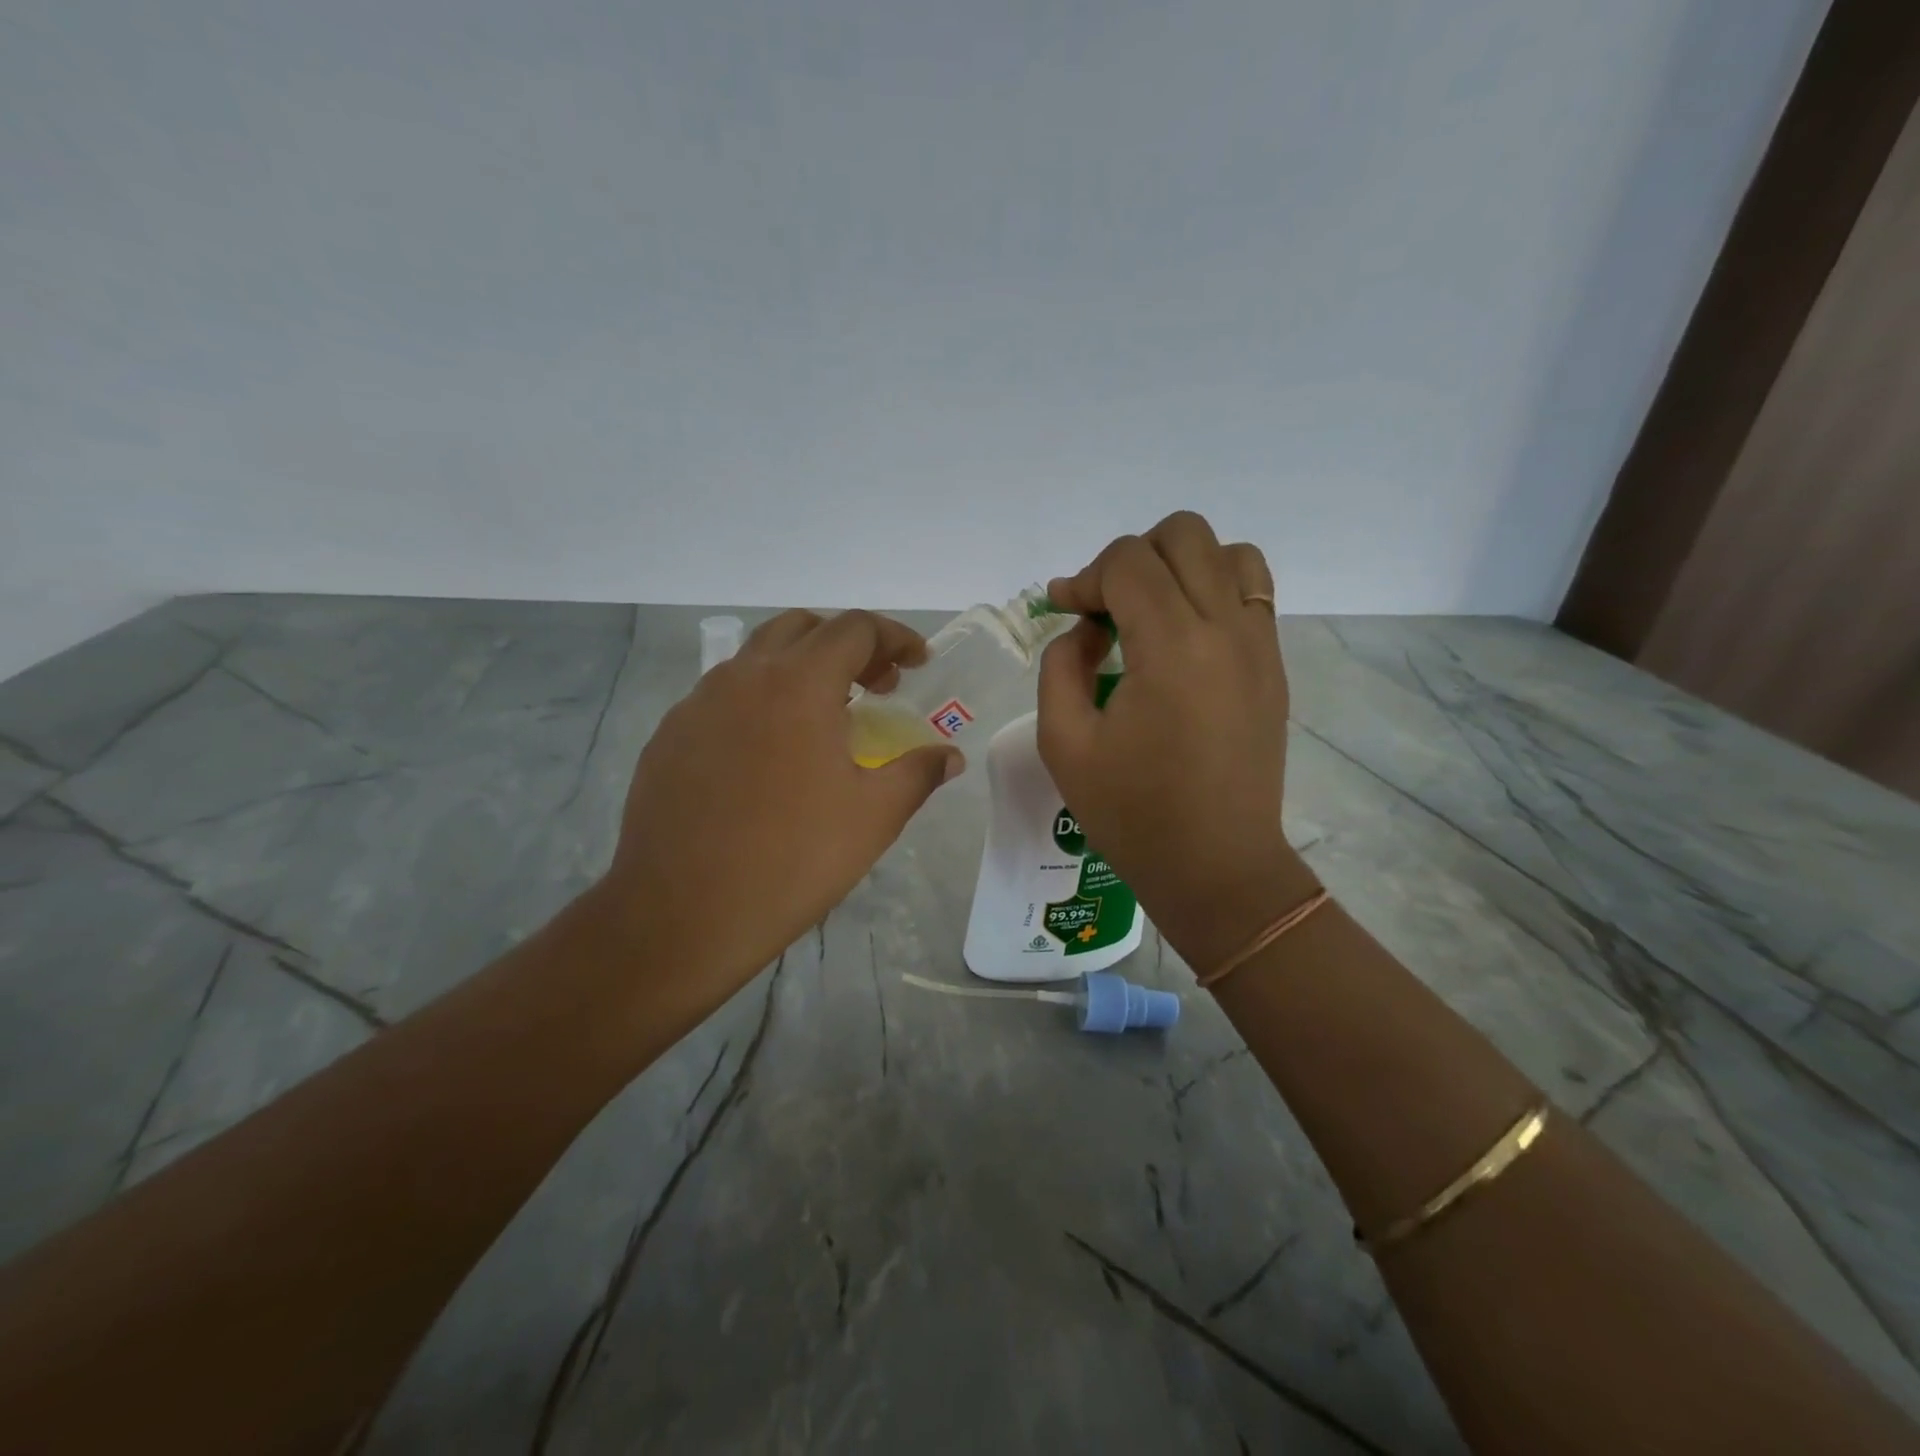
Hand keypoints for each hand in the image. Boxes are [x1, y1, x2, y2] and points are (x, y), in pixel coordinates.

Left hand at [592, 610, 961, 1017]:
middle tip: (876, 686)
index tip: (917, 663)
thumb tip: (949, 757)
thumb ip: (918, 773)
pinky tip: (768, 753)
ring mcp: (697, 704)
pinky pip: (722, 696)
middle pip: (802, 629)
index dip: (894, 637)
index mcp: (798, 685)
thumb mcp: (874, 817)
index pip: (854, 628)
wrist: (682, 914)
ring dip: (800, 668)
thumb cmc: (793, 860)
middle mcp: (743, 677)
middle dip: (848, 645)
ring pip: (756, 658)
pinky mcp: (669, 736)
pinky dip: (759, 700)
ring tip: (825, 717)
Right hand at [1038, 512, 1316, 972]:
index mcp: (1172, 647)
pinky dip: (1214, 590)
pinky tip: (1183, 638)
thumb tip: (1086, 628)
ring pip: (1229, 553)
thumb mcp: (1063, 743)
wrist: (1216, 868)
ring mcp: (1259, 645)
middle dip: (1131, 558)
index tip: (1064, 611)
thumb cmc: (1132, 814)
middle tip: (1105, 609)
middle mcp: (1226, 629)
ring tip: (1151, 613)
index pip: (1128, 561)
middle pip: (1184, 535)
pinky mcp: (1273, 667)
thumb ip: (1060, 665)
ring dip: (1181, 566)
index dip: (1085, 577)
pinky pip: (1252, 593)